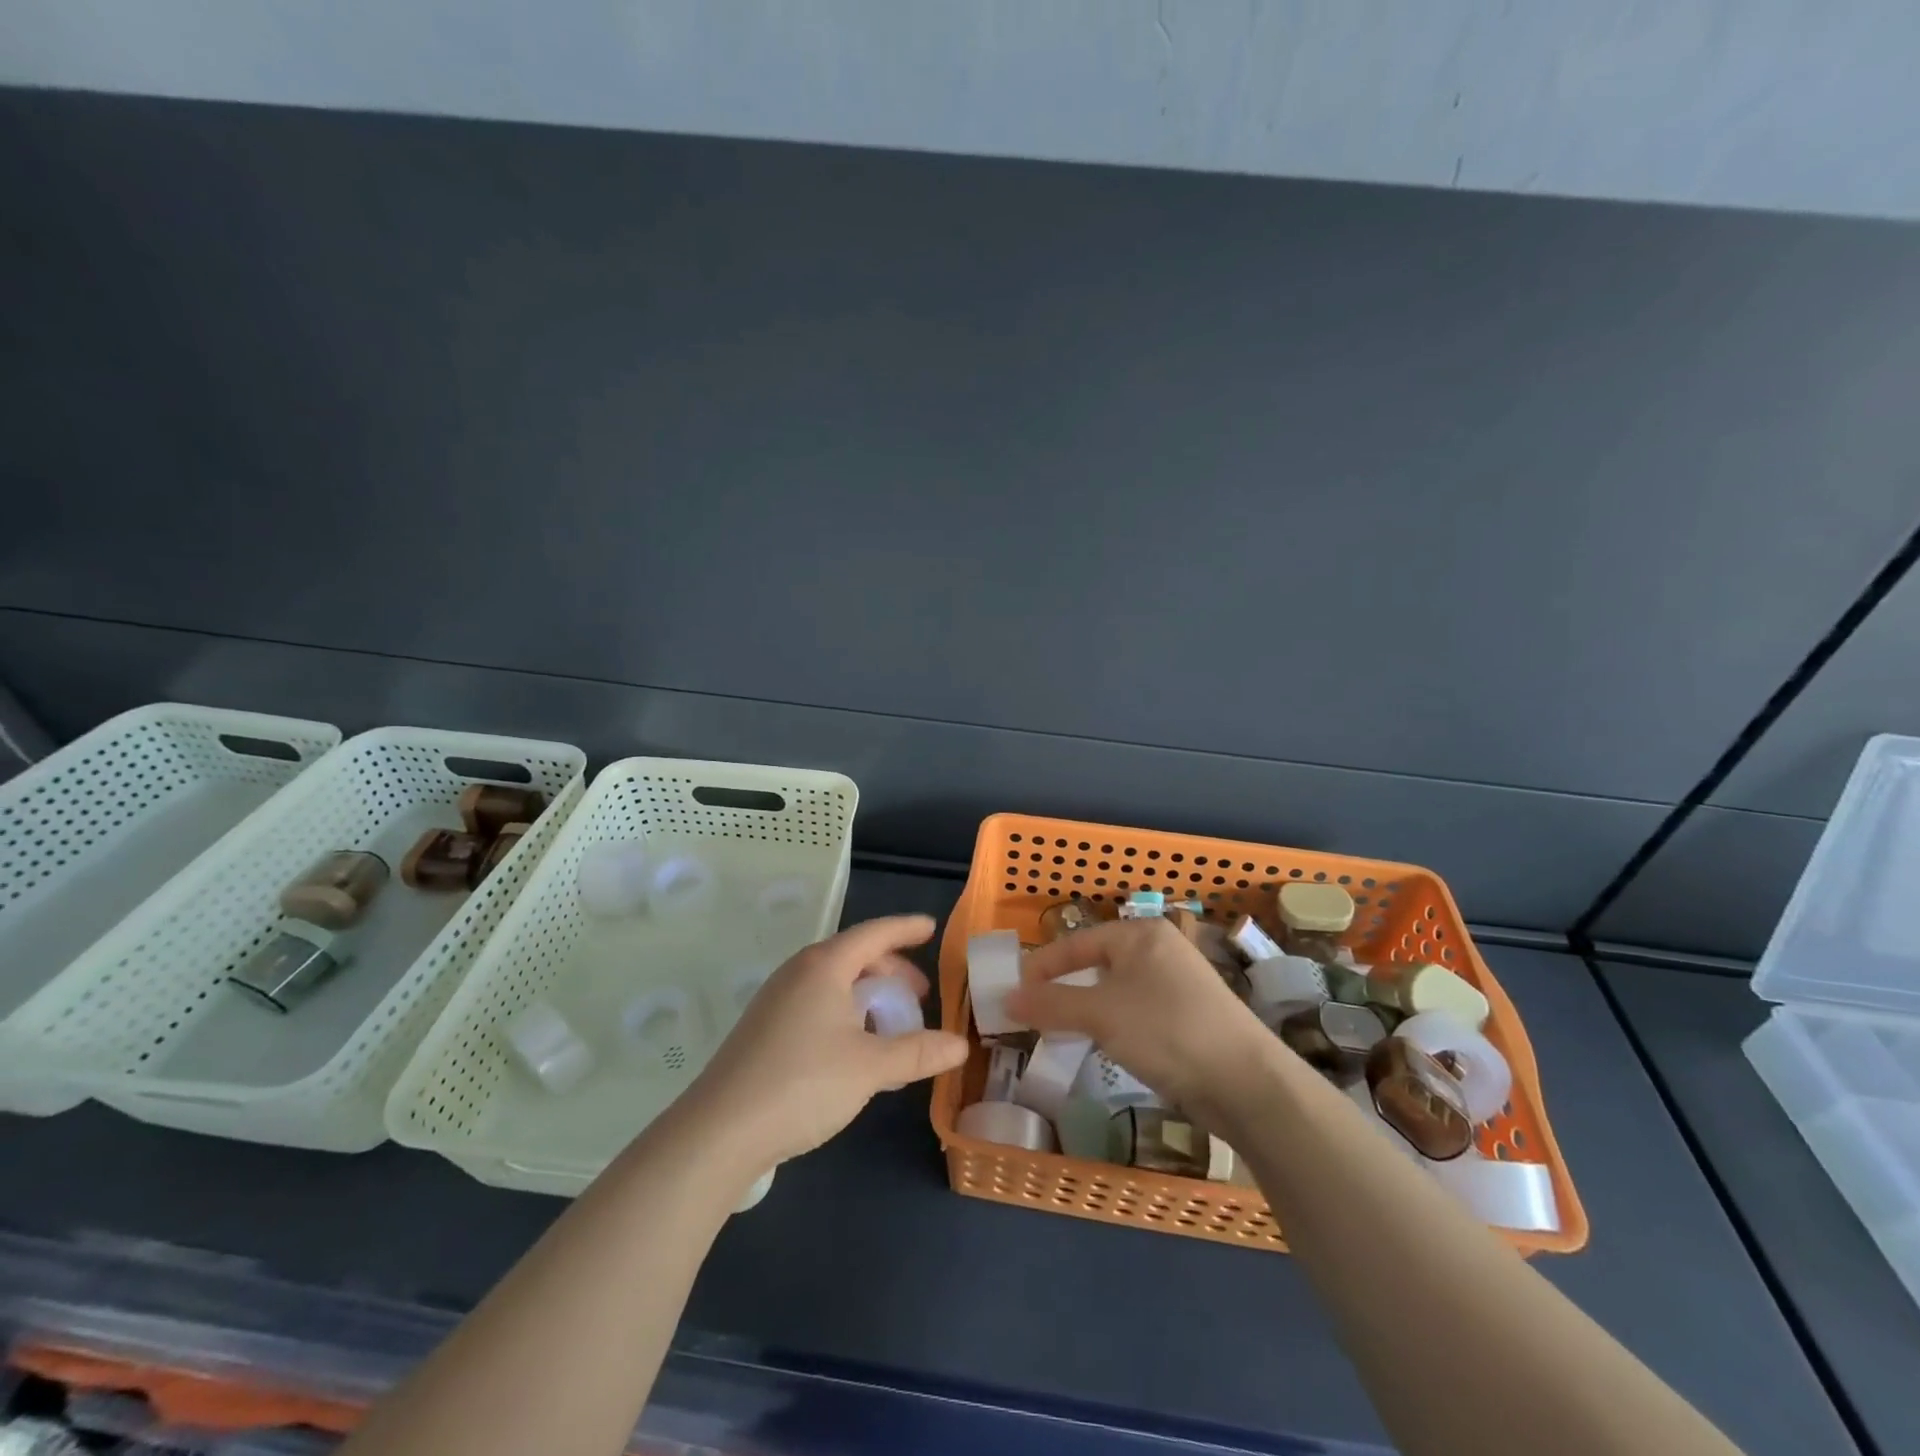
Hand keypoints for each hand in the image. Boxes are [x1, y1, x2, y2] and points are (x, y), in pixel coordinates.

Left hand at [680, 915, 967, 1171]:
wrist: (720, 1131)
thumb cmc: (803, 1083)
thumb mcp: (870, 1068)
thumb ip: (917, 1052)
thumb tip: (960, 1045)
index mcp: (825, 966)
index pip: (874, 933)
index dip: (906, 929)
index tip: (931, 928)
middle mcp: (798, 972)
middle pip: (854, 956)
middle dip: (890, 970)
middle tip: (918, 995)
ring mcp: (776, 999)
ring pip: (833, 982)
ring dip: (867, 995)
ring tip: (890, 1025)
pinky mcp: (764, 1028)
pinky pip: (816, 1002)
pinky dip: (845, 1012)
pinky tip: (854, 1048)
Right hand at [1006, 918, 1274, 1116]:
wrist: (1246, 1082)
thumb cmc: (1166, 1031)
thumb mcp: (1100, 1014)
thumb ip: (1051, 1004)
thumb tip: (1006, 999)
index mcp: (1140, 934)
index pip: (1077, 942)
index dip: (1042, 967)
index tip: (1013, 992)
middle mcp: (1160, 949)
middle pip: (1096, 963)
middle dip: (1063, 989)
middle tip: (1033, 1013)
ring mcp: (1177, 982)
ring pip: (1116, 989)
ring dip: (1086, 1009)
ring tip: (1061, 1032)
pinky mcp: (1188, 1014)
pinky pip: (1136, 1010)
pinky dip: (1113, 1023)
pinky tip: (1105, 1045)